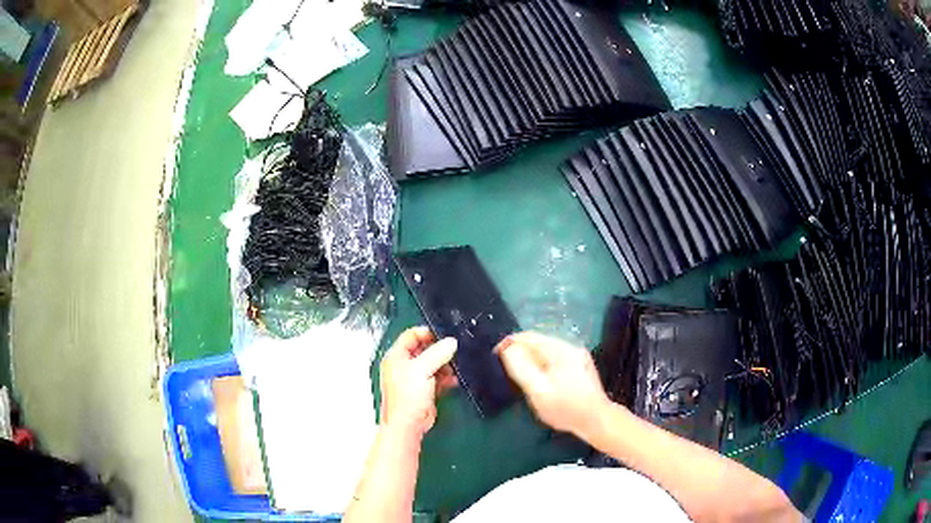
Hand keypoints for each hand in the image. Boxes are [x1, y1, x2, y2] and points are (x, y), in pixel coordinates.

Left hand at [379, 327, 457, 438]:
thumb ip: (437, 353)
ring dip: (444, 365)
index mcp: (396, 356)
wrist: (408, 425)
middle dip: (439, 350)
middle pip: (423, 350)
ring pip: (432, 364)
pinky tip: (455, 379)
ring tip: (456, 366)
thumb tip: (452, 342)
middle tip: (454, 350)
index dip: (427, 333)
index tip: (445, 335)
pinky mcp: (424, 390)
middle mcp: (403, 365)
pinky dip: (445, 378)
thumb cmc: (408, 395)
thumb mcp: (422, 369)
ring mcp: (414, 378)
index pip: (411, 335)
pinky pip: (436, 378)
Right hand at [497, 332, 611, 435]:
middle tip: (505, 369)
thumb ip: (522, 368)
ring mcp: (577, 357)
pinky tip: (539, 381)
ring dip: (530, 360)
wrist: (597, 421)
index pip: (528, 337)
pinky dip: (542, 366)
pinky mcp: (580, 367)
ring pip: (546, 352)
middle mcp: (570, 348)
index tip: (495, 356)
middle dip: (519, 353)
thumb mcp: (539, 391)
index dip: (509, 343)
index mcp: (560, 350)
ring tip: (519, 377)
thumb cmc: (566, 408)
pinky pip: (554, 360)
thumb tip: (508, 349)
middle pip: (538, 343)